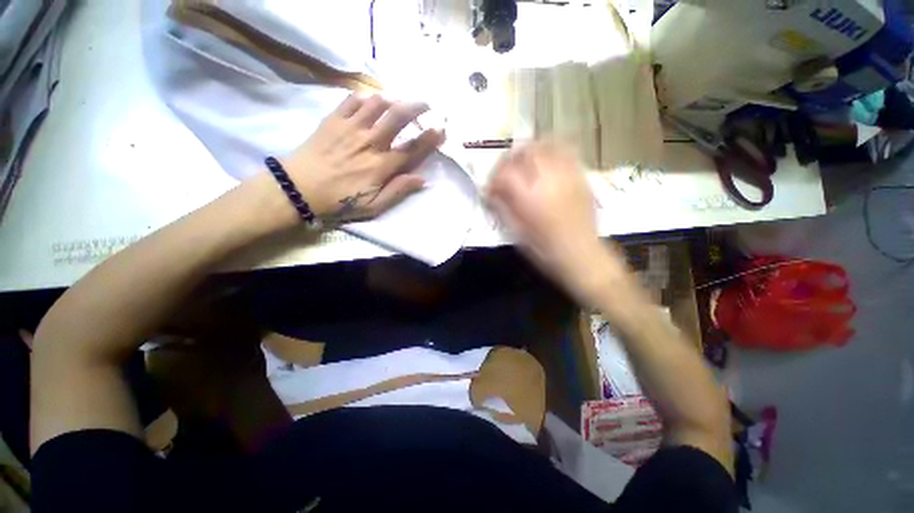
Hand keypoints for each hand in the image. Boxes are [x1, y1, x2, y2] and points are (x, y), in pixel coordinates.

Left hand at [282, 94, 444, 222]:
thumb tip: (422, 179)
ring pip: (378, 103)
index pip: (413, 148)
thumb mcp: (374, 206)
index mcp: (382, 165)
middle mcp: (371, 142)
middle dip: (417, 107)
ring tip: (400, 101)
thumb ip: (398, 191)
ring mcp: (351, 128)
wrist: (299, 188)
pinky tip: (371, 100)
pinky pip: (352, 100)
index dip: (430, 138)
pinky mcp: (334, 120)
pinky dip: (366, 97)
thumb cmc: (340, 201)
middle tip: (427, 104)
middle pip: (398, 117)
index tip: (442, 129)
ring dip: (393, 99)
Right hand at [487, 142, 625, 303]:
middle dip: (509, 160)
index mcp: (529, 196)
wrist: (581, 254)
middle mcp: (548, 179)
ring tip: (523, 163)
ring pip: (546, 146)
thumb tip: (491, 194)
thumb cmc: (545, 249)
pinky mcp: (580, 176)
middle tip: (504, 173)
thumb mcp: (517, 232)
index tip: (490, 189)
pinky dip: (551, 151)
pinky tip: (545, 162)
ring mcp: (566, 175)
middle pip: (524, 152)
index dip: (493, 179)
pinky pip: (565, 152)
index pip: (505, 173)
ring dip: (529, 151)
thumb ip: (502, 208)